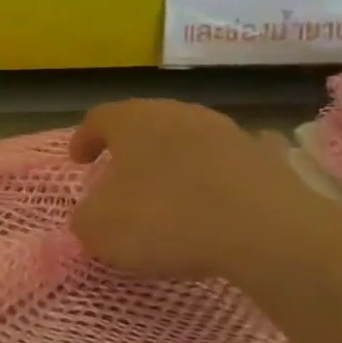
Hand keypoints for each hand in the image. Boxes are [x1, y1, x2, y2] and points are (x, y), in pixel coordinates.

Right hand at [68, 99, 341, 285]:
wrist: (262, 229)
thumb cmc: (164, 219)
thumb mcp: (100, 229)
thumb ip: (85, 218)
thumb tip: (91, 215)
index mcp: (131, 121)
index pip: (98, 119)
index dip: (84, 139)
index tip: (78, 161)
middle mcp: (175, 113)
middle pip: (145, 123)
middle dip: (131, 147)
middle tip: (121, 174)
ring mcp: (224, 130)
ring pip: (189, 138)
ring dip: (175, 159)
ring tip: (171, 189)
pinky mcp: (263, 156)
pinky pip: (233, 159)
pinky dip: (222, 170)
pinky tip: (223, 190)